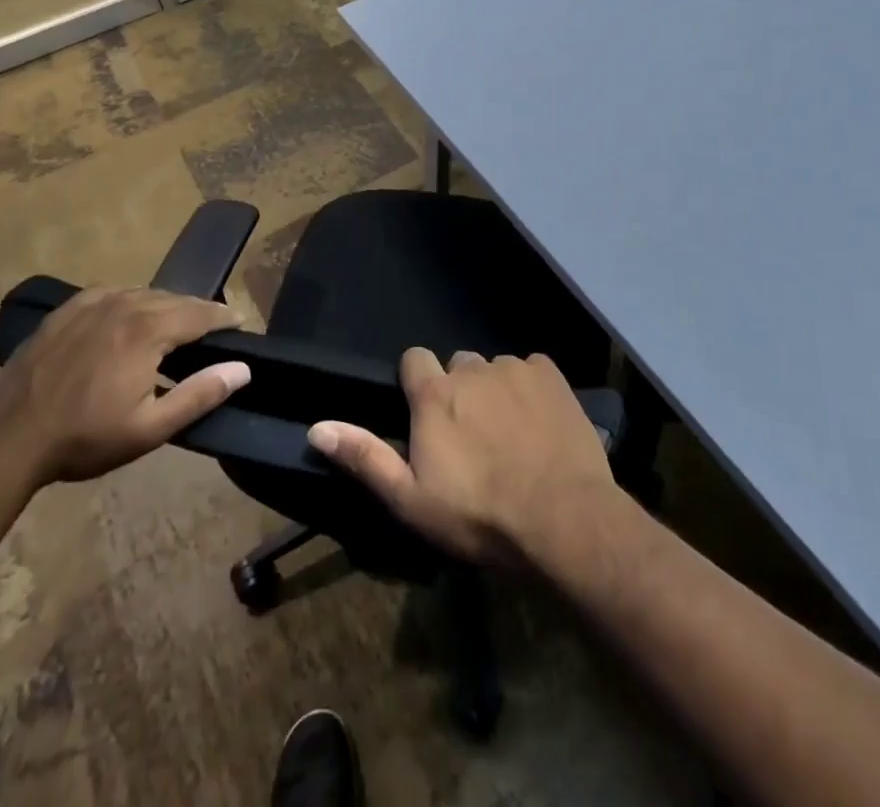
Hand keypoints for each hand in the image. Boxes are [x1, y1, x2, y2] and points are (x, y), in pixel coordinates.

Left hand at [0, 287, 250, 487]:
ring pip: (144, 294)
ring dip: (166, 305)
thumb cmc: (85, 438)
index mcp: (147, 330)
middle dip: (198, 311)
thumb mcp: (150, 428)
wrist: (8, 439)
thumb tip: (242, 369)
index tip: (240, 322)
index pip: (200, 313)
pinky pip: (112, 293)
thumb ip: (200, 394)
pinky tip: (130, 316)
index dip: (224, 317)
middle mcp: (124, 304)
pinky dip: (132, 301)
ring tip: (177, 323)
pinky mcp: (67, 310)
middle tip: (214, 326)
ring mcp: (91, 303)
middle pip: (174, 299)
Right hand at [307, 348, 616, 565]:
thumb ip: (364, 457)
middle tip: (472, 435)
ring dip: (496, 391)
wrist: (563, 520)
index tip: (426, 414)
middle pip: (458, 365)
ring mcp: (515, 368)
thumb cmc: (479, 516)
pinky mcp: (552, 375)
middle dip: (459, 390)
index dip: (416, 382)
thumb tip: (317, 427)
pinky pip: (532, 369)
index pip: (413, 358)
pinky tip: (540, 422)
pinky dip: (531, 388)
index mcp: (434, 394)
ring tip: (511, 434)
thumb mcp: (410, 500)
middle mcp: (472, 369)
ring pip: (496, 369)